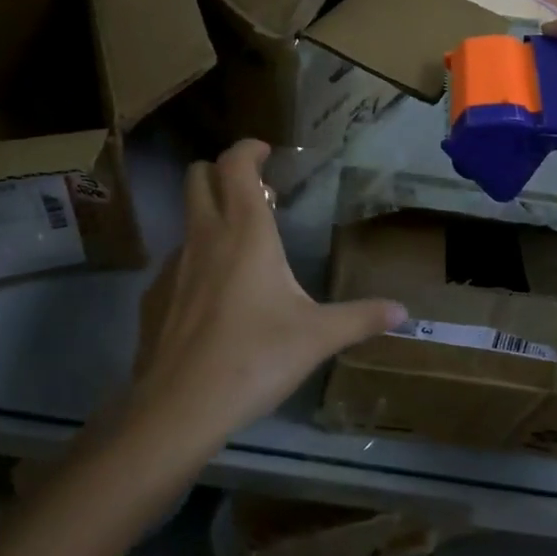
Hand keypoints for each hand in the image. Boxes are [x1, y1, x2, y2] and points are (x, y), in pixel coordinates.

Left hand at [129, 140, 404, 445]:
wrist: (180, 407)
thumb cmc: (255, 357)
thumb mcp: (317, 337)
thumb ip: (360, 317)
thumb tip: (403, 310)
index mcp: (245, 230)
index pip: (235, 163)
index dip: (248, 148)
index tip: (266, 152)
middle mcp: (206, 235)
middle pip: (197, 176)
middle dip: (220, 171)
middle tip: (252, 192)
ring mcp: (174, 264)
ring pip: (186, 219)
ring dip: (209, 216)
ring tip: (239, 249)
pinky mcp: (154, 296)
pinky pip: (176, 262)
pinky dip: (195, 262)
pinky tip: (213, 301)